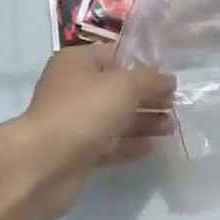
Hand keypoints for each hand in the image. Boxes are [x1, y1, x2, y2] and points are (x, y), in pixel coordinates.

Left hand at [0, 44, 175, 219]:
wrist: (44, 164)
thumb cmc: (84, 111)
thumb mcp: (124, 85)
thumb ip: (150, 80)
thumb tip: (169, 80)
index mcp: (77, 62)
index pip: (115, 55)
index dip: (143, 65)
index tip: (169, 78)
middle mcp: (73, 88)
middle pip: (116, 89)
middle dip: (146, 96)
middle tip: (175, 105)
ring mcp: (74, 122)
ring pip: (114, 117)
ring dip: (143, 121)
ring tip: (172, 127)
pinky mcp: (77, 152)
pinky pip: (109, 144)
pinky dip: (130, 144)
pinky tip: (153, 146)